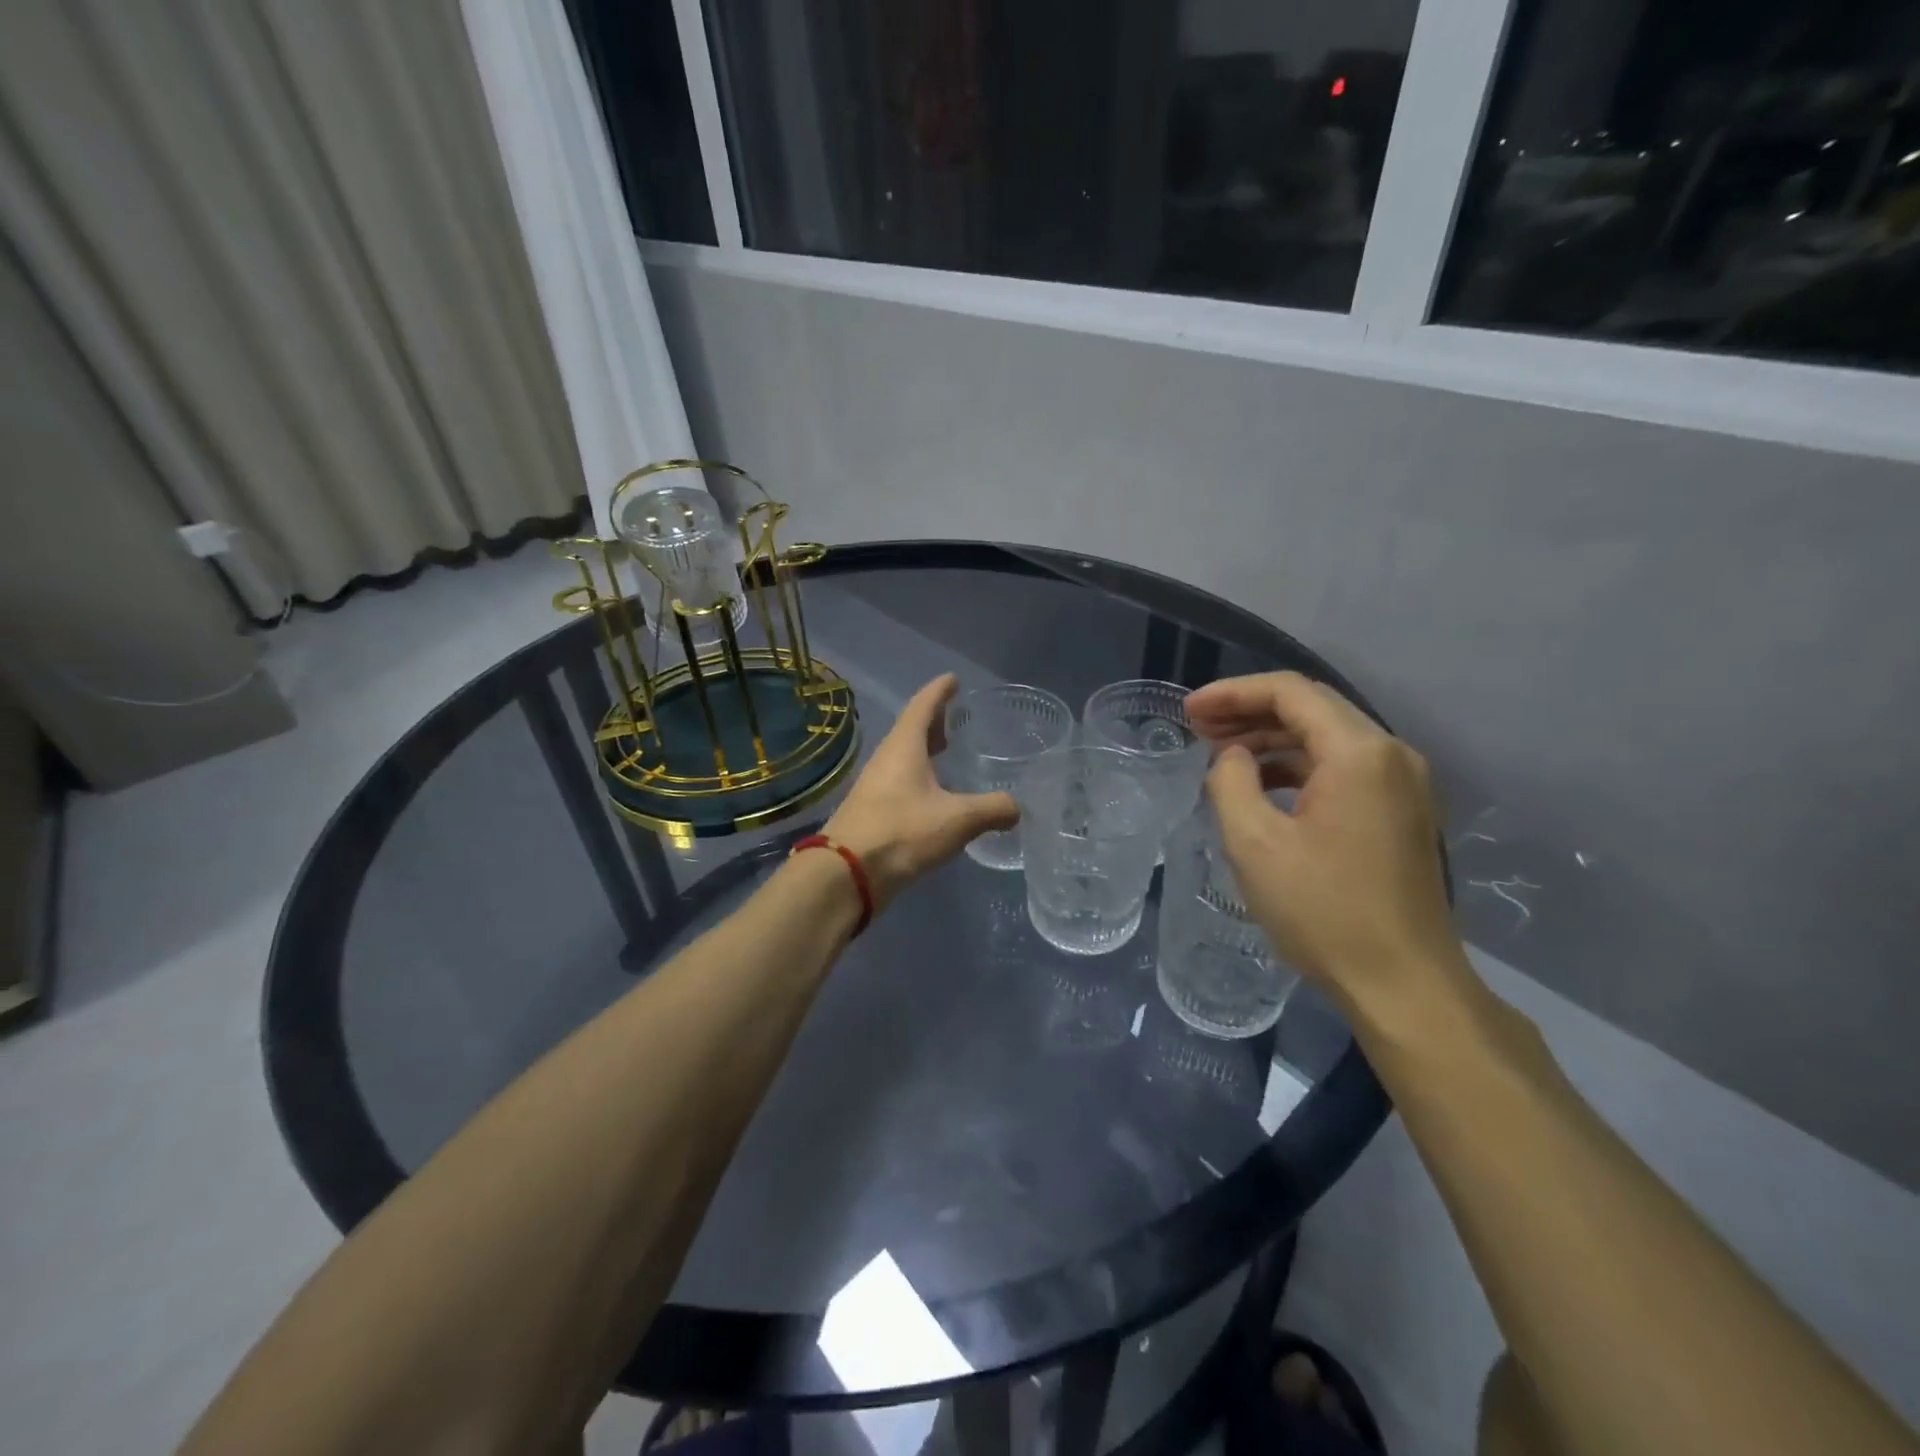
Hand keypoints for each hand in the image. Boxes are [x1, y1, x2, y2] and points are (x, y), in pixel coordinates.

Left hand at [824, 674, 1019, 908]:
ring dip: (926, 751)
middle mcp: (887, 759)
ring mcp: (876, 786)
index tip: (953, 679)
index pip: (923, 706)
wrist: (847, 874)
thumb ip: (992, 809)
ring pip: (904, 757)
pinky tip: (936, 795)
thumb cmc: (902, 833)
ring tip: (949, 752)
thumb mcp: (957, 819)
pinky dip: (920, 777)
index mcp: (904, 747)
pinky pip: (901, 782)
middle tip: (957, 716)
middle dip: (934, 721)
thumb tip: (1017, 807)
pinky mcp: (873, 811)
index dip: (940, 691)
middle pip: (911, 729)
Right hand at [1185, 672, 1462, 1012]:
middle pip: (1312, 707)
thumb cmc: (1324, 911)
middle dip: (1250, 711)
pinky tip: (1262, 785)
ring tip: (1221, 754)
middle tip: (1198, 727)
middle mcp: (1391, 754)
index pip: (1290, 692)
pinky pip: (1342, 768)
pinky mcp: (1402, 812)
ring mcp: (1403, 784)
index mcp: (1360, 752)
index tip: (1188, 711)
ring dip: (1272, 738)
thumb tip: (1230, 758)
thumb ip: (1230, 782)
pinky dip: (1297, 765)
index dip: (1232, 693)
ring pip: (1327, 737)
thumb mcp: (1254, 844)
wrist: (1404, 984)